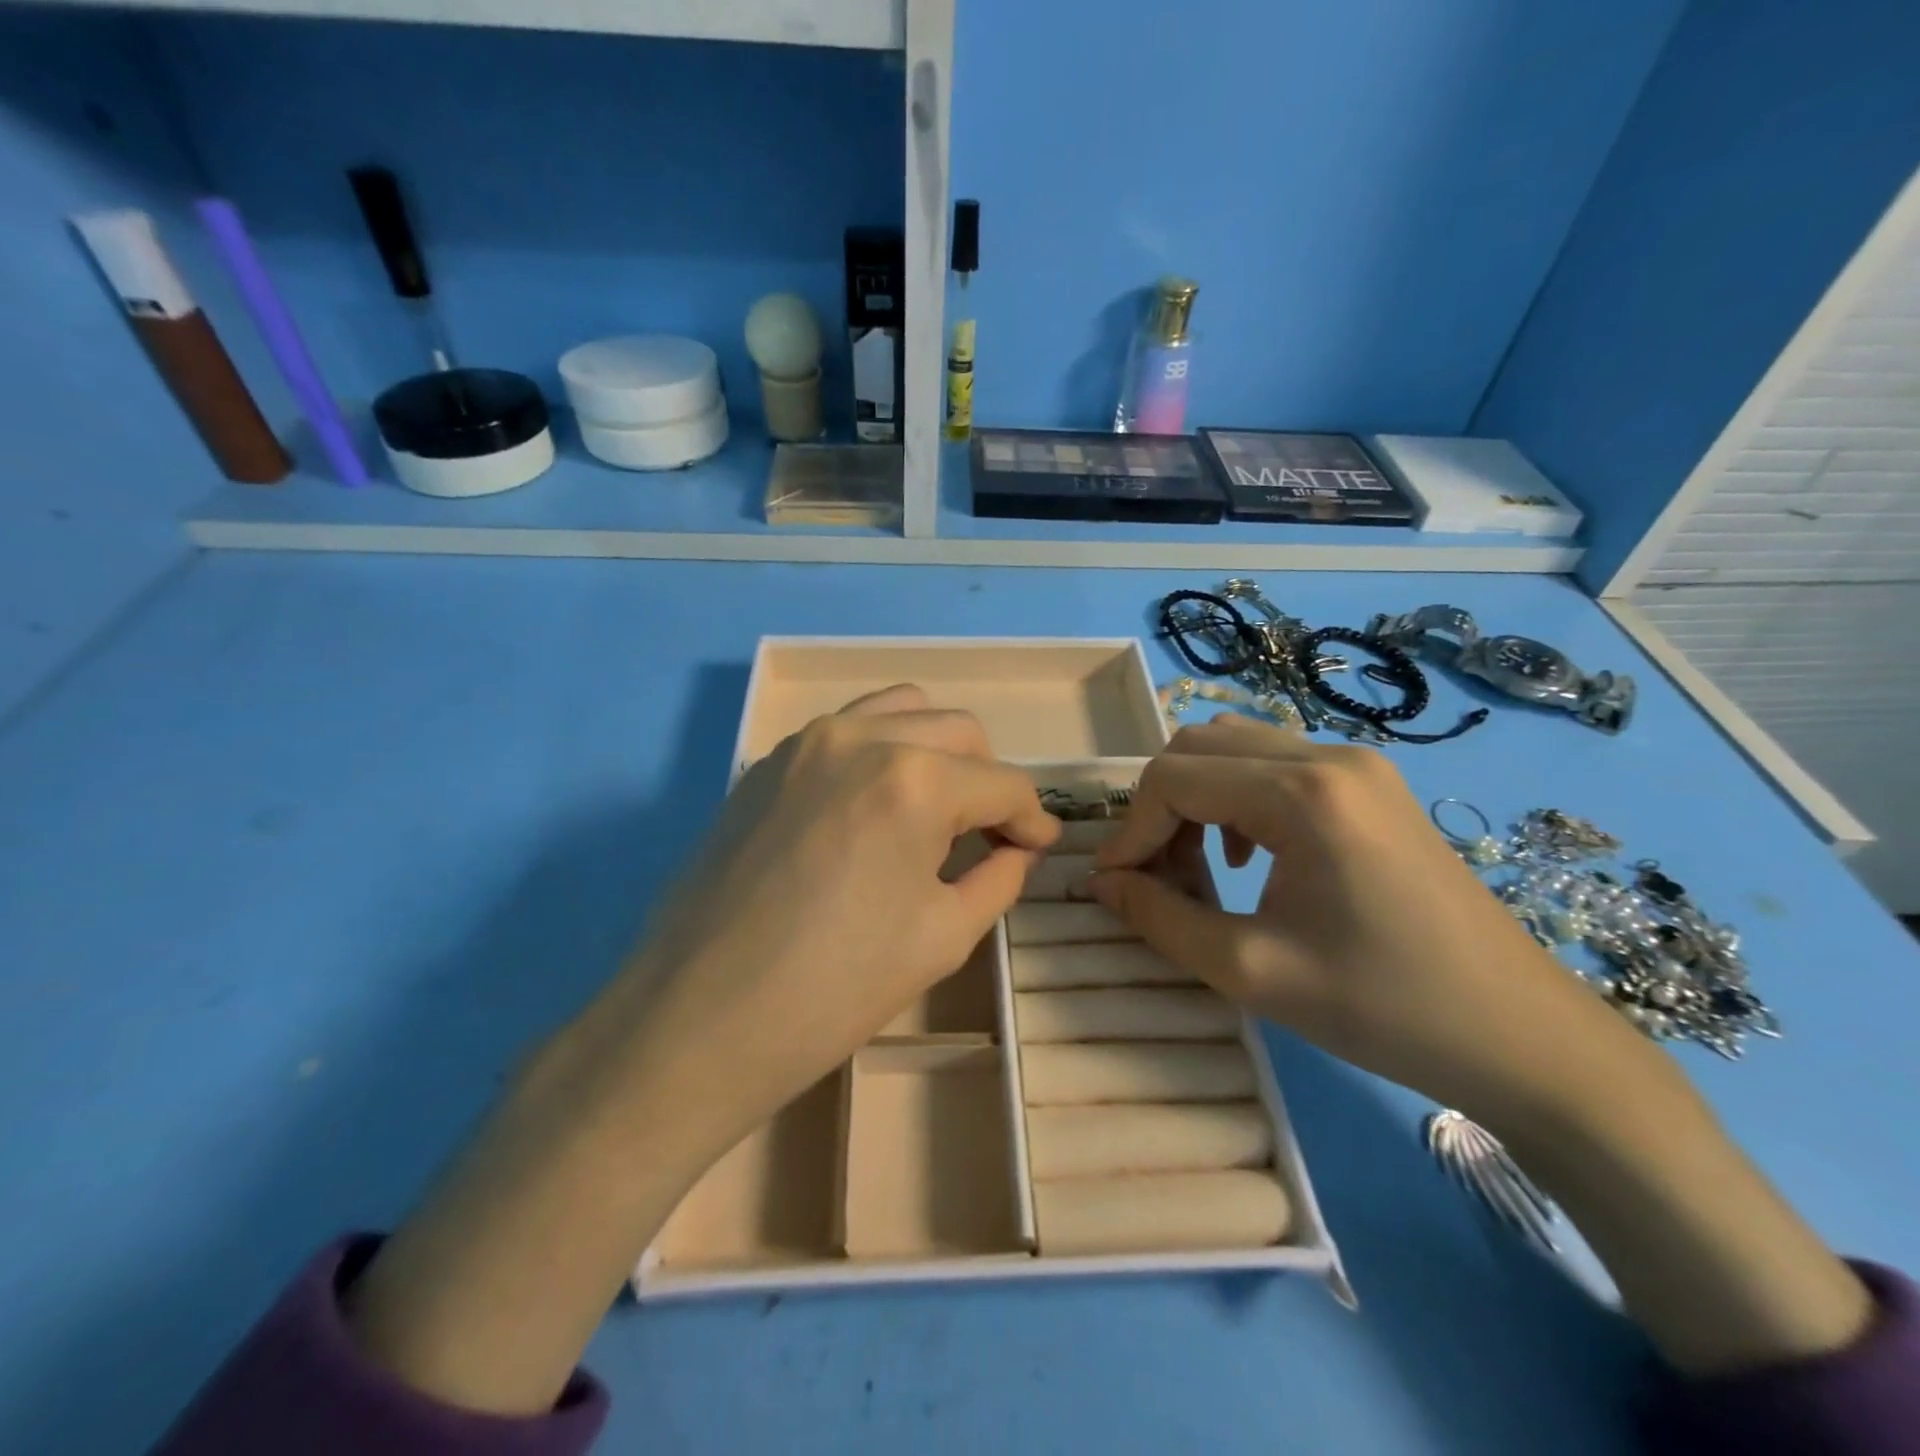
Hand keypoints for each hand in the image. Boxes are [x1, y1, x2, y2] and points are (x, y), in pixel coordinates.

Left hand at [347, 685, 1056, 1413]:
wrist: (697, 1019)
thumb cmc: (833, 991)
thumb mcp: (942, 938)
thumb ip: (997, 877)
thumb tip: (1018, 849)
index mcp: (915, 779)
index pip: (1002, 783)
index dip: (1032, 818)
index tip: (1039, 846)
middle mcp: (862, 737)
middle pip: (958, 731)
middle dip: (987, 780)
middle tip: (987, 836)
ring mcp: (805, 742)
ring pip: (900, 711)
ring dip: (934, 750)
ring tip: (933, 809)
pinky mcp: (766, 762)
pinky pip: (845, 730)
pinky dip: (880, 750)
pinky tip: (873, 807)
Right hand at [1085, 715, 1648, 1123]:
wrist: (1523, 1037)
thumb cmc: (1385, 1007)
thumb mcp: (1251, 970)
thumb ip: (1161, 919)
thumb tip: (1102, 884)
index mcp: (1302, 792)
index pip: (1174, 778)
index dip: (1131, 830)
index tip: (1115, 885)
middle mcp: (1327, 755)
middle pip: (1199, 746)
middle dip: (1159, 807)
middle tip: (1154, 873)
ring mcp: (1357, 764)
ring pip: (1234, 748)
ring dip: (1195, 797)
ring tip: (1194, 865)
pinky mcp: (1370, 784)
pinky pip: (1275, 765)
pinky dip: (1235, 797)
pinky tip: (1246, 855)